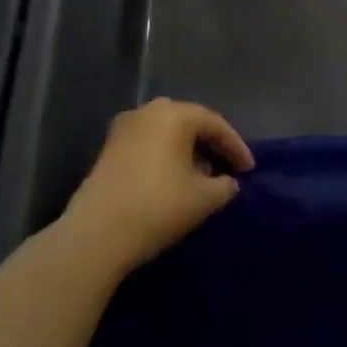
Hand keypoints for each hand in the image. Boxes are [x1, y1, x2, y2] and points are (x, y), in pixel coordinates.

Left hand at [62, 98, 253, 272]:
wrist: (97, 234)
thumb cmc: (158, 207)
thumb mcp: (203, 199)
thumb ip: (224, 186)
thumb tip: (228, 182)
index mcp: (174, 115)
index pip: (215, 124)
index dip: (236, 146)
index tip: (250, 170)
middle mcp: (148, 112)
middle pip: (188, 121)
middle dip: (210, 143)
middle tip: (226, 165)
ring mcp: (124, 128)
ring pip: (165, 131)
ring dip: (186, 149)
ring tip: (201, 173)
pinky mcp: (108, 149)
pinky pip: (147, 143)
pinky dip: (164, 155)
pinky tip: (172, 178)